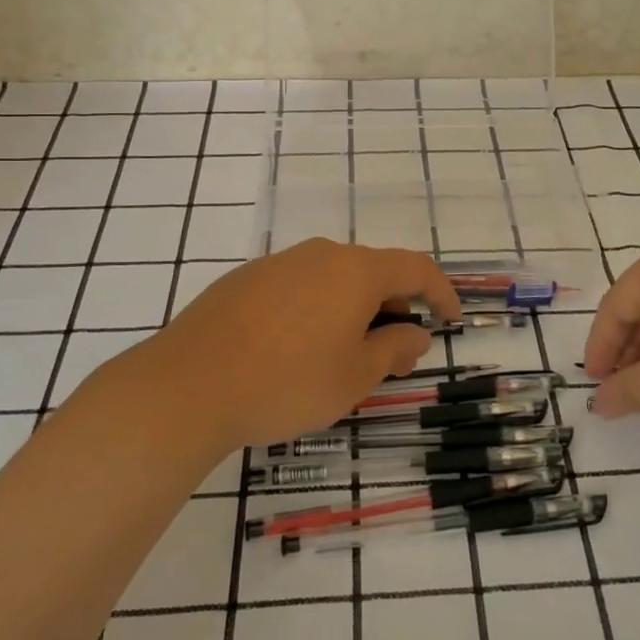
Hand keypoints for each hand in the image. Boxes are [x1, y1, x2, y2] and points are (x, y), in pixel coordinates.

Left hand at [152, 239, 461, 448]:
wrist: (189, 385)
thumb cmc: (288, 382)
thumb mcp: (355, 376)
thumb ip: (393, 350)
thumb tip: (414, 333)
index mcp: (356, 271)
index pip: (416, 268)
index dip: (441, 292)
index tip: (450, 320)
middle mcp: (320, 254)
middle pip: (373, 272)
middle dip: (393, 308)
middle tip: (394, 353)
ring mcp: (279, 263)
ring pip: (333, 279)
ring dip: (352, 310)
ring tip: (345, 355)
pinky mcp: (245, 279)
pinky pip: (298, 287)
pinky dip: (316, 310)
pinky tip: (296, 349)